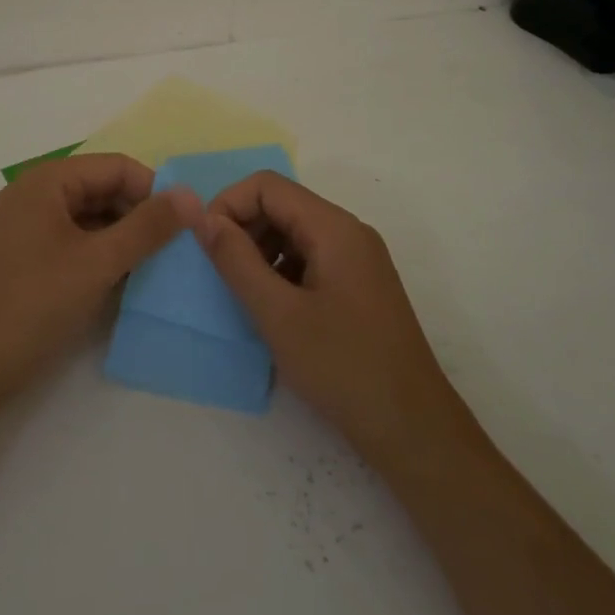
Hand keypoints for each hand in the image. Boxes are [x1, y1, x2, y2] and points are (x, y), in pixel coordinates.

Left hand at [0, 155, 200, 427]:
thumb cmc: (31, 304)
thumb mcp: (97, 263)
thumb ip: (147, 227)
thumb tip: (191, 195)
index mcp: (48, 181)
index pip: (116, 167)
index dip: (154, 190)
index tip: (186, 225)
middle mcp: (35, 195)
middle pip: (103, 189)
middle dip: (140, 214)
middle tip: (176, 250)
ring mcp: (28, 227)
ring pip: (91, 218)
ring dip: (124, 237)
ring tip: (157, 267)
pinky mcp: (26, 258)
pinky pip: (74, 241)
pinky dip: (101, 255)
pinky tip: (124, 281)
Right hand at [199, 173, 466, 468]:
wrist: (413, 429)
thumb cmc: (343, 367)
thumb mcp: (278, 314)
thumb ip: (235, 260)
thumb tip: (201, 217)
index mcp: (334, 227)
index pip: (267, 185)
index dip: (228, 205)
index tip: (205, 245)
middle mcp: (348, 232)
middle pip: (282, 205)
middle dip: (243, 229)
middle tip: (220, 274)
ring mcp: (358, 259)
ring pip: (294, 233)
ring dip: (260, 252)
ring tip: (245, 295)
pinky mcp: (359, 285)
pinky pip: (310, 258)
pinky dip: (282, 272)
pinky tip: (273, 310)